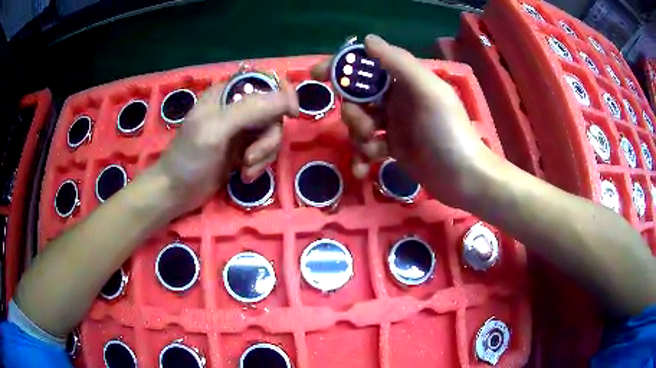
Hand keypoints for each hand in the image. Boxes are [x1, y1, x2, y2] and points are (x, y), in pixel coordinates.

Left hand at [155, 79, 298, 215]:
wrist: (176, 192)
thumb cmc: (189, 157)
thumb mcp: (215, 129)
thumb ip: (249, 110)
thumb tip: (287, 100)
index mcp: (228, 93)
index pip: (266, 81)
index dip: (283, 94)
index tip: (291, 113)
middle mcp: (237, 108)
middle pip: (273, 113)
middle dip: (267, 138)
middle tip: (250, 157)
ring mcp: (241, 130)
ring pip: (272, 134)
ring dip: (263, 155)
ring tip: (245, 169)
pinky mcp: (243, 150)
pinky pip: (265, 152)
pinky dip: (259, 165)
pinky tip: (244, 176)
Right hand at [312, 35, 492, 207]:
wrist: (463, 178)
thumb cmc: (448, 131)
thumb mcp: (428, 91)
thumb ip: (399, 63)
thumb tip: (367, 40)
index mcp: (406, 81)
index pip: (368, 66)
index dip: (343, 67)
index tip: (318, 75)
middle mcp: (398, 99)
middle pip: (358, 98)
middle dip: (353, 112)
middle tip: (364, 127)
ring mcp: (394, 125)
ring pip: (359, 123)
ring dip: (358, 137)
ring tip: (372, 151)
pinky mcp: (393, 149)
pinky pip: (367, 148)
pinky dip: (362, 157)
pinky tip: (363, 170)